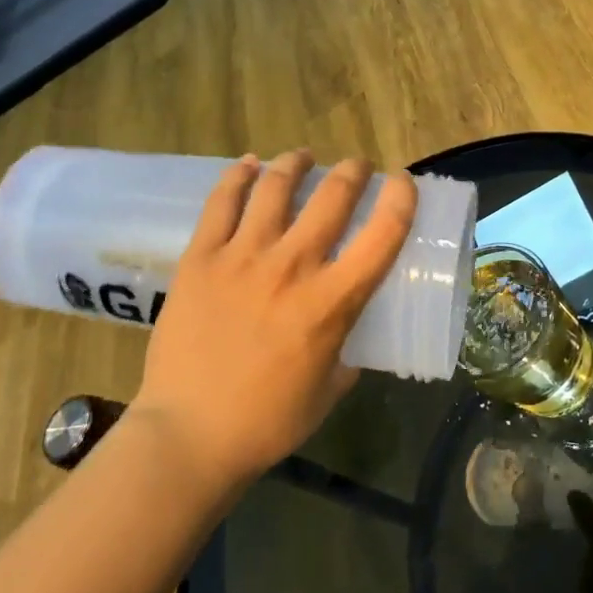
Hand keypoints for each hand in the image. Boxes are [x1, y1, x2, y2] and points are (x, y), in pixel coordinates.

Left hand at [128, 151, 415, 486]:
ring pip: (276, 187)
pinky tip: (248, 165)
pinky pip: (221, 202)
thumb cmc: (268, 422)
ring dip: (296, 163)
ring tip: (302, 157)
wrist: (189, 435)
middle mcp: (293, 267)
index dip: (402, 198)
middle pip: (333, 197)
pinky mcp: (200, 258)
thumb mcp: (330, 389)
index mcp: (333, 302)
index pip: (384, 234)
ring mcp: (242, 258)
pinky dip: (238, 176)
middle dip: (353, 172)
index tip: (403, 183)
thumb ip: (347, 349)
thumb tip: (348, 328)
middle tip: (357, 167)